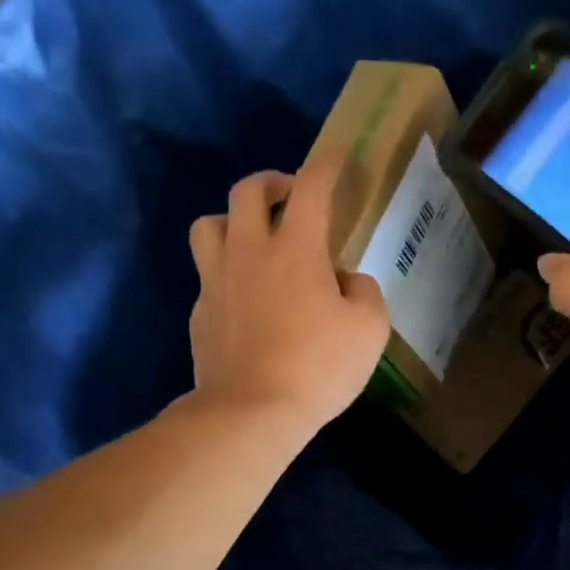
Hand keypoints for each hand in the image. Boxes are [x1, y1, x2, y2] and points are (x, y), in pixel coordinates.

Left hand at [188, 156, 389, 434]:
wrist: (251, 412)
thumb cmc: (318, 368)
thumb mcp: (370, 330)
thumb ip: (365, 293)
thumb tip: (347, 282)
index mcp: (295, 248)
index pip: (311, 187)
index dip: (326, 165)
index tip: (337, 157)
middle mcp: (248, 251)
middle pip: (247, 190)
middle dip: (272, 182)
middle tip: (290, 195)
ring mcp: (216, 281)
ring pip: (210, 224)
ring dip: (233, 219)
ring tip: (252, 238)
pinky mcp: (200, 313)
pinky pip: (208, 275)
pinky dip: (226, 273)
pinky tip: (245, 298)